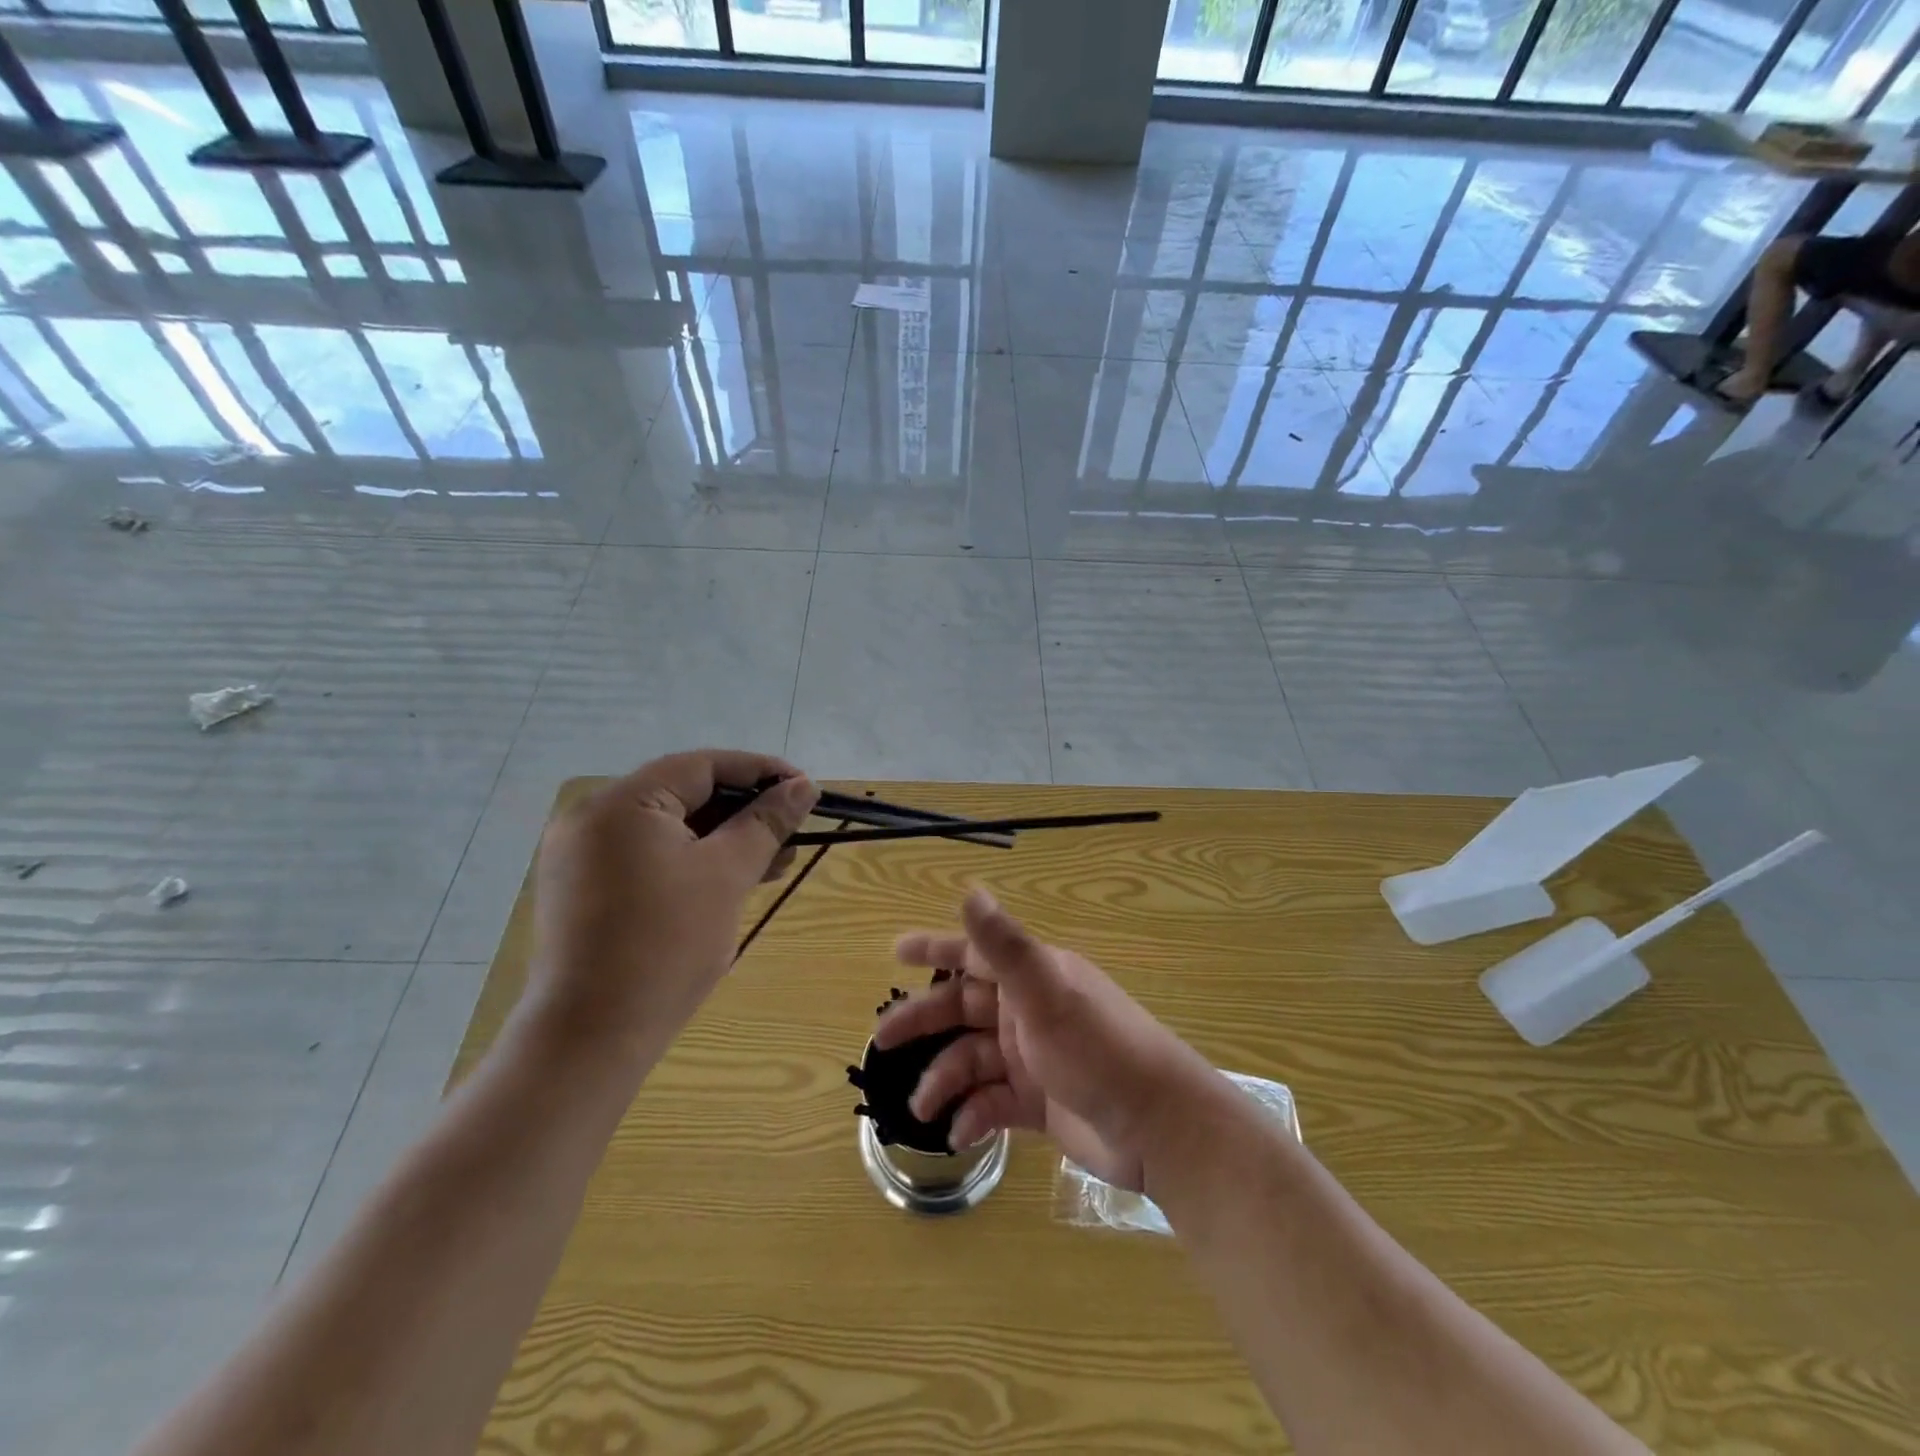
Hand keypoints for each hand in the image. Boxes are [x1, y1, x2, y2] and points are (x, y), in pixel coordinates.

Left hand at [527, 751, 818, 1062]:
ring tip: (773, 863)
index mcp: (621, 802)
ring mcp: (581, 855)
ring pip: (667, 828)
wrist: (591, 1038)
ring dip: (722, 840)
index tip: (805, 788)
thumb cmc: (666, 945)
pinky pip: (646, 856)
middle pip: (683, 794)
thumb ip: (767, 822)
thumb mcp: (727, 875)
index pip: (702, 765)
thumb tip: (804, 786)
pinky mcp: (582, 889)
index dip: (760, 772)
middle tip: (793, 833)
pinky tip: (729, 881)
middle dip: (744, 812)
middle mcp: (592, 817)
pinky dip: (690, 861)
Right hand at [874, 888, 1217, 1192]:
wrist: (1158, 1127)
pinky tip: (960, 1134)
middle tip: (881, 1042)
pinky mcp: (1038, 1102)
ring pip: (972, 1060)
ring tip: (920, 1108)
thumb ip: (1004, 946)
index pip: (973, 954)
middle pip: (962, 1009)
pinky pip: (992, 1103)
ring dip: (944, 1080)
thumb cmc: (1099, 1050)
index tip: (895, 952)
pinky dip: (973, 1115)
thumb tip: (970, 889)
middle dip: (923, 1022)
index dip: (934, 950)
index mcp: (1031, 978)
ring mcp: (1033, 1058)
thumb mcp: (1047, 993)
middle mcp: (1028, 1011)